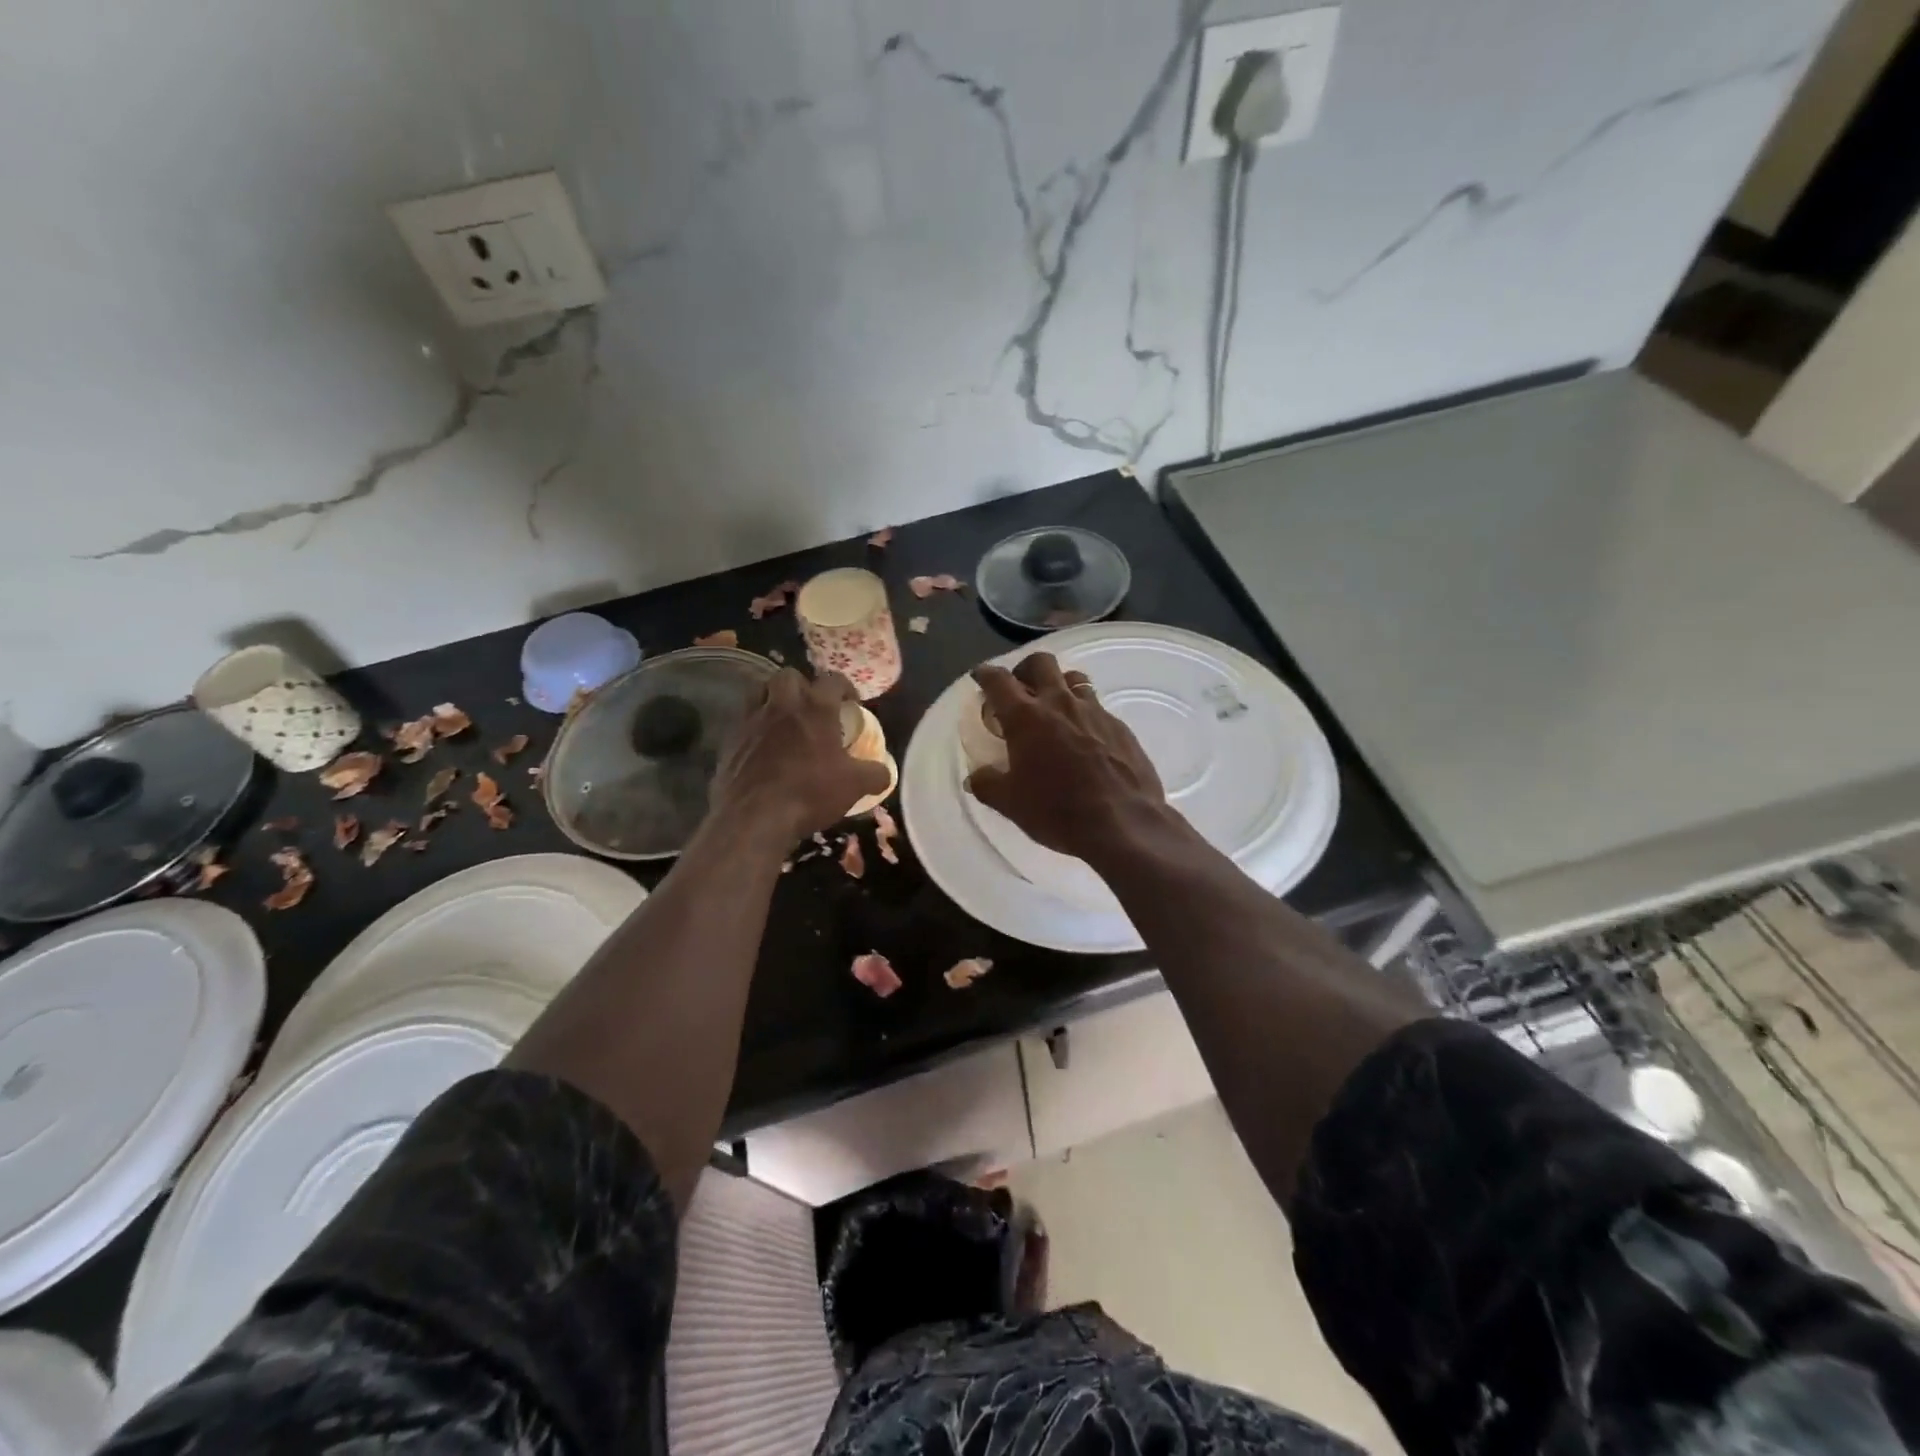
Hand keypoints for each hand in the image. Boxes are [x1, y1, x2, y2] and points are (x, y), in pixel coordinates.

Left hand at [711, 670, 890, 847]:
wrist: (754, 817)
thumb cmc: (810, 793)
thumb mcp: (854, 786)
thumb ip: (874, 774)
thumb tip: (885, 772)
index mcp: (816, 708)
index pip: (832, 680)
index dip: (845, 687)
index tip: (851, 702)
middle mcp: (781, 705)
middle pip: (789, 676)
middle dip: (802, 685)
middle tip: (811, 706)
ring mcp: (751, 720)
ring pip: (759, 691)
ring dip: (772, 698)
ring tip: (783, 719)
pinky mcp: (729, 741)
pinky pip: (743, 722)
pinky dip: (754, 728)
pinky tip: (762, 747)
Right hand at [966, 653, 1168, 864]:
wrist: (1123, 823)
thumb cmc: (1057, 810)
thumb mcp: (1011, 804)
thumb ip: (988, 785)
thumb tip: (975, 777)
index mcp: (1026, 718)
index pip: (998, 681)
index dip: (985, 674)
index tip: (980, 676)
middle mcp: (1060, 704)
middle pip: (1041, 663)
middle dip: (1025, 669)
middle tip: (1019, 689)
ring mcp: (1094, 712)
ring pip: (1074, 679)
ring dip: (1059, 685)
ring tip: (1053, 709)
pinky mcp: (1120, 727)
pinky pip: (1097, 707)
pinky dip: (1084, 714)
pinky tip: (1084, 739)